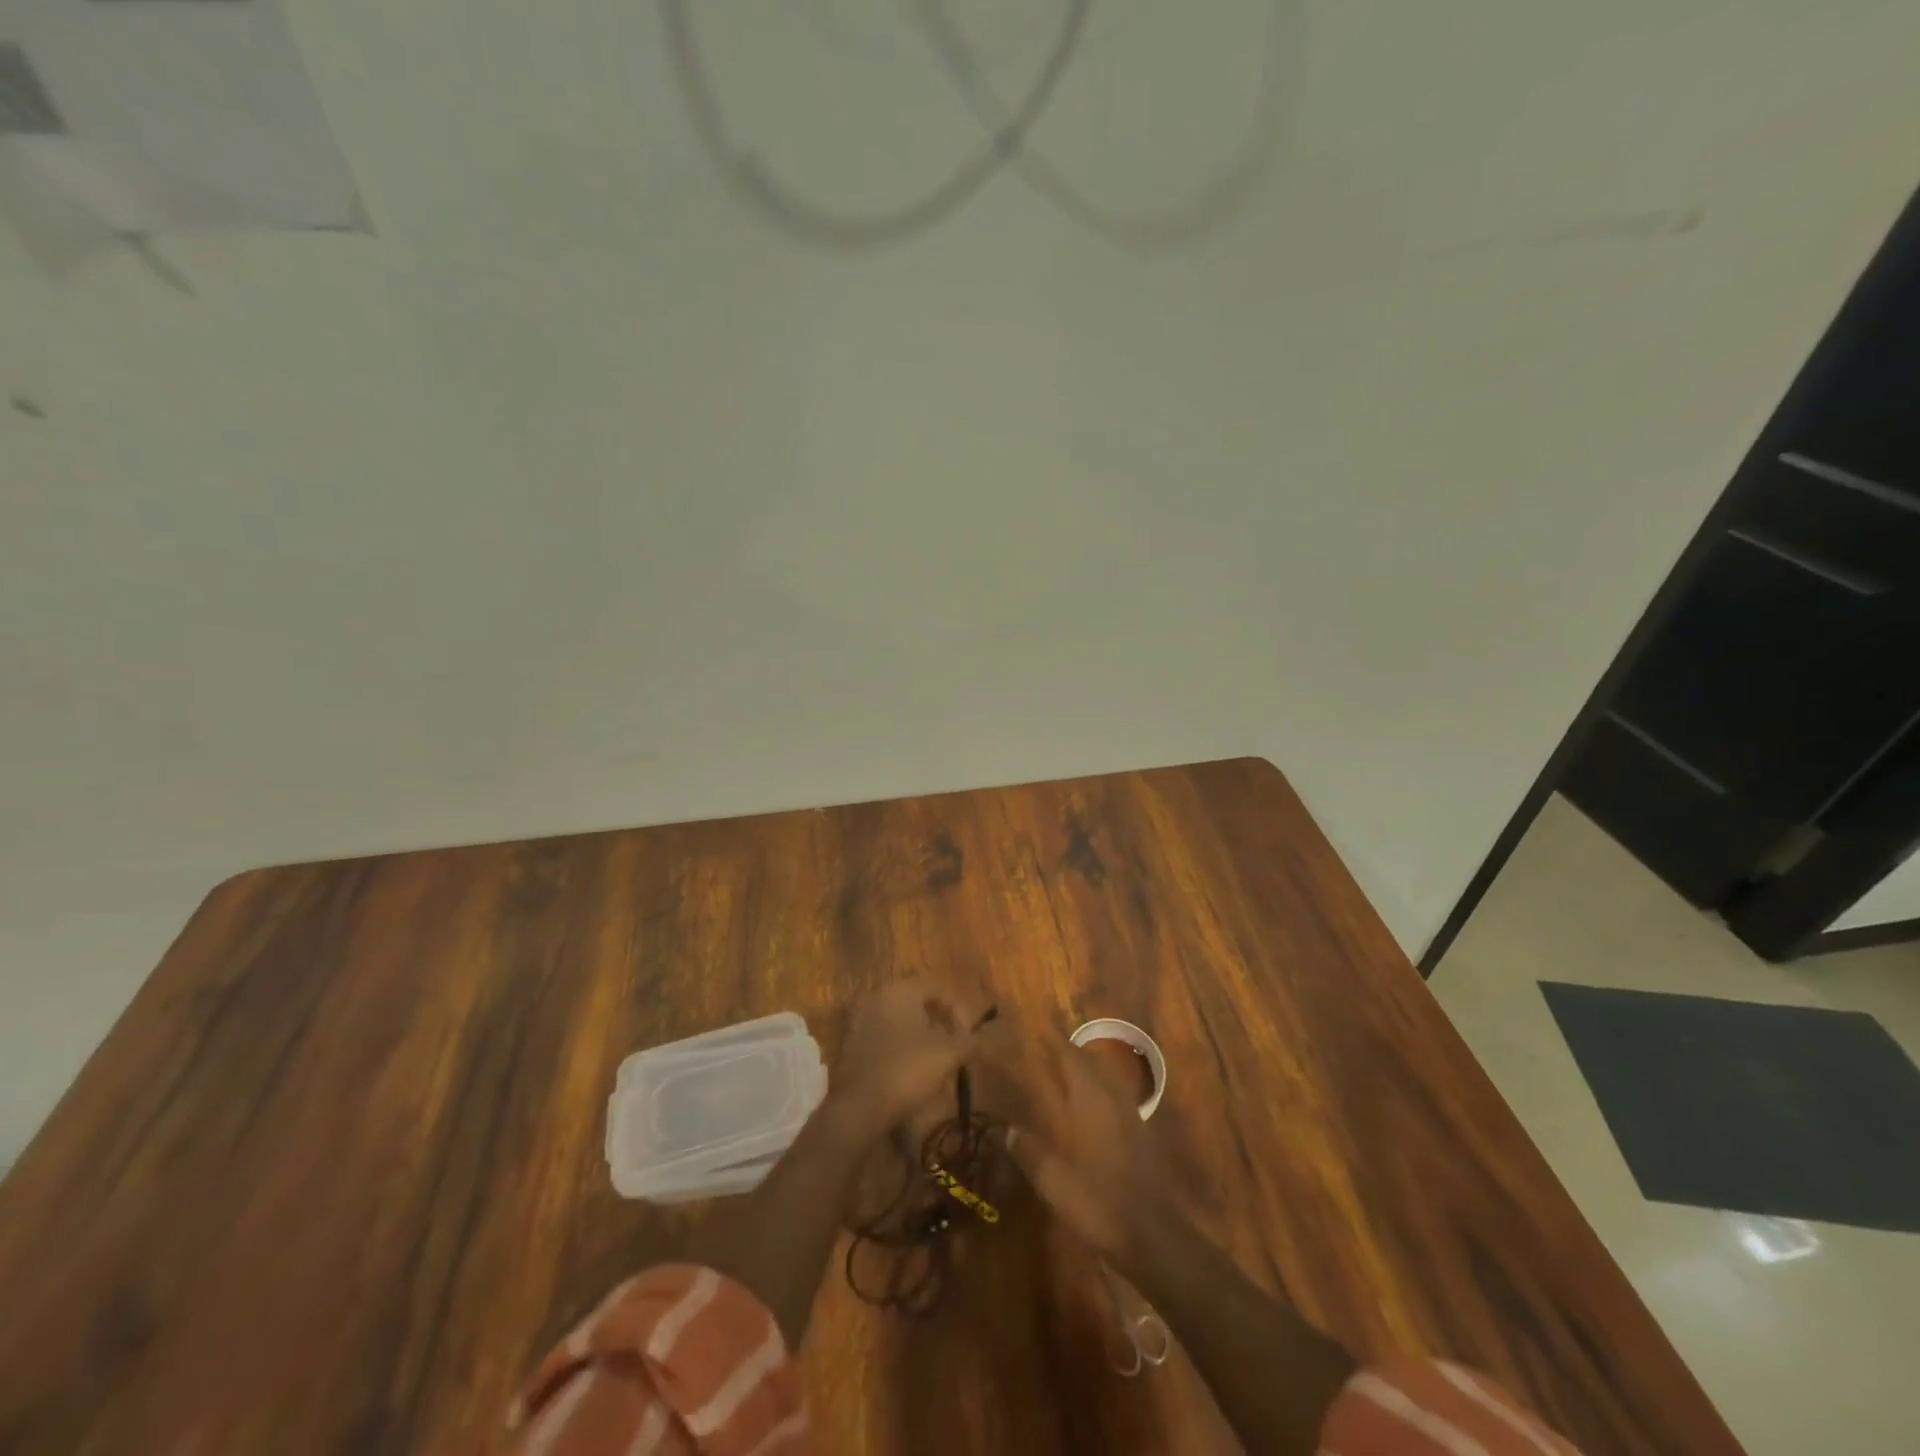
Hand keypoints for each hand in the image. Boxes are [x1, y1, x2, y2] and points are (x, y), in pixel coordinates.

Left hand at [826, 977, 987, 1141]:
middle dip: (937, 1025)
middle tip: (952, 1049)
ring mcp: (858, 1021)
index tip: (967, 1038)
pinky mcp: (848, 1046)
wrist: (858, 1108)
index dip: (957, 1012)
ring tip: (934, 1065)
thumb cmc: (906, 1070)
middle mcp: (876, 997)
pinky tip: (909, 1074)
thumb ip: (967, 1041)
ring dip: (918, 1039)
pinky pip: (882, 1040)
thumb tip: (977, 1038)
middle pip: (915, 1004)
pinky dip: (898, 1051)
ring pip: (898, 1023)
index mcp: (899, 990)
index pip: (936, 989)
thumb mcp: (948, 1054)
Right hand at [983, 1036, 1169, 1267]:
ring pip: (1105, 1075)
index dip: (1050, 1039)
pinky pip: (1114, 1095)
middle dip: (1066, 1050)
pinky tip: (1087, 1107)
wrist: (1154, 1236)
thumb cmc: (1099, 1202)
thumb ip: (1030, 1152)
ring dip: (1084, 1068)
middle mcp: (1111, 1096)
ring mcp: (1130, 1114)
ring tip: (1062, 1071)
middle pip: (1089, 1060)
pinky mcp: (1141, 1133)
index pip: (1068, 1055)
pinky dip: (1097, 1089)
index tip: (1031, 1025)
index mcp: (1090, 1098)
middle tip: (1042, 1047)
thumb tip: (1007, 1130)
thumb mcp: (1054, 1181)